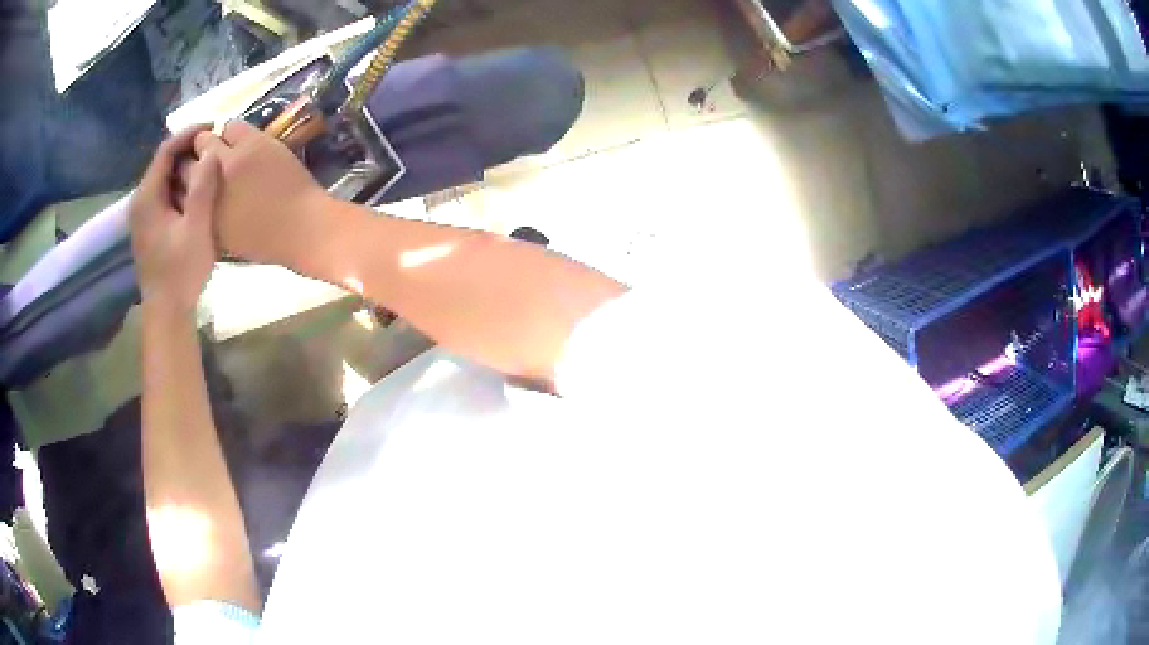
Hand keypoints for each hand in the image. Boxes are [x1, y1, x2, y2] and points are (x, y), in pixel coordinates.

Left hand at [130, 126, 220, 314]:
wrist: (167, 311)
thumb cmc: (181, 272)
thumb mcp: (196, 229)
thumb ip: (202, 189)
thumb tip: (211, 152)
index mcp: (147, 198)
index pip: (165, 151)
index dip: (189, 134)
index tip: (213, 127)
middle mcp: (139, 201)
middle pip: (163, 162)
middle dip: (188, 150)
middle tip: (215, 147)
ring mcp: (141, 215)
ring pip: (163, 178)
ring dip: (185, 168)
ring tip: (210, 165)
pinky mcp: (147, 226)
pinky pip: (163, 193)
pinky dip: (180, 184)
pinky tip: (197, 190)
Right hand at [190, 120, 331, 268]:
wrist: (302, 227)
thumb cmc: (265, 241)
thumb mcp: (223, 240)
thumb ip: (204, 217)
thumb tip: (194, 198)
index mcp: (201, 213)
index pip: (177, 187)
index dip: (183, 180)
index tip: (189, 179)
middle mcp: (209, 184)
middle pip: (187, 159)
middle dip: (193, 159)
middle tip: (205, 161)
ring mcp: (231, 160)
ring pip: (207, 138)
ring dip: (213, 143)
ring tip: (225, 151)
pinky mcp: (253, 143)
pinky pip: (233, 126)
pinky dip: (233, 133)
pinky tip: (242, 142)